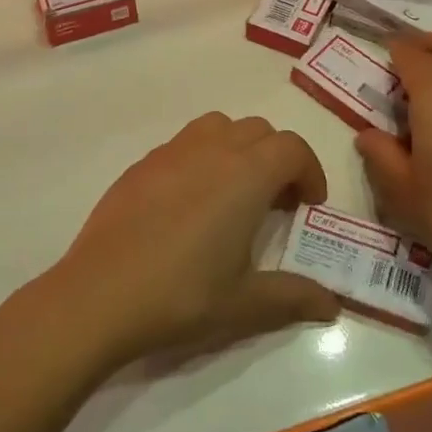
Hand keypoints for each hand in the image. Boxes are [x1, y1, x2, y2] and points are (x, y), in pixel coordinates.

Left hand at [44, 113, 340, 367]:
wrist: (99, 295)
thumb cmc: (181, 295)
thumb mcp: (245, 304)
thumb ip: (294, 297)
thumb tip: (332, 304)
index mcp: (244, 175)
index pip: (292, 148)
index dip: (310, 171)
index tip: (309, 205)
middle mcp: (210, 150)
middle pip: (258, 130)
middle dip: (278, 158)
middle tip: (277, 203)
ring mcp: (170, 153)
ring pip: (218, 127)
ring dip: (239, 148)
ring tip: (234, 193)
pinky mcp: (140, 165)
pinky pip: (183, 144)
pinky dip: (202, 158)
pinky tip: (190, 205)